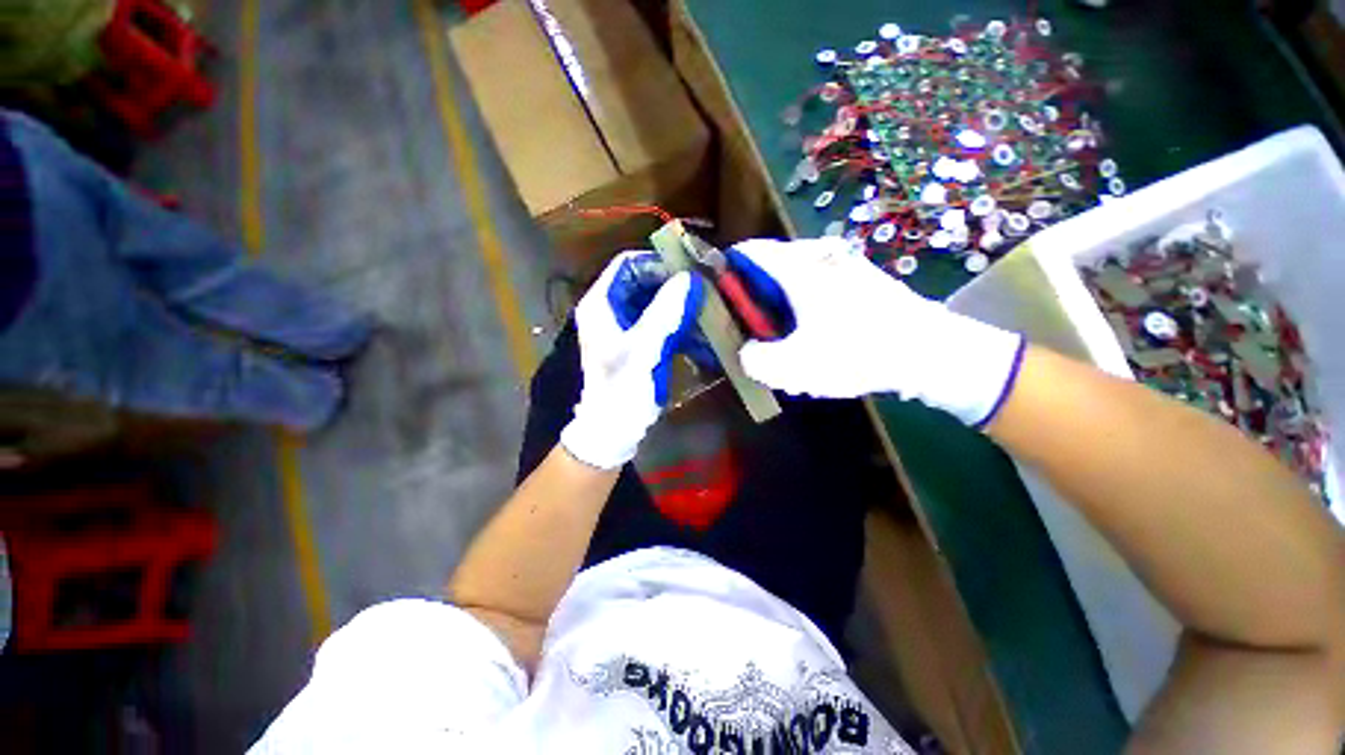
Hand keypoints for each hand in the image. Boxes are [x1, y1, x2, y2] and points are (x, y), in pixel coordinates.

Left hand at [560, 252, 703, 468]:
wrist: (613, 430)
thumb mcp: (644, 348)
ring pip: (654, 301)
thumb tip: (691, 278)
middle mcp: (610, 309)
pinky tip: (698, 329)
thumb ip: (666, 311)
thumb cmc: (622, 389)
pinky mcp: (636, 342)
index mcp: (601, 304)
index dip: (658, 263)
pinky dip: (677, 322)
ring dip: (679, 303)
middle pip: (644, 281)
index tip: (690, 270)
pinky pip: (658, 321)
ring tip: (706, 307)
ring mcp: (623, 326)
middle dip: (674, 284)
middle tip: (704, 288)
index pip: (628, 264)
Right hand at [729, 238, 1024, 426]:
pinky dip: (803, 305)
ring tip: (782, 337)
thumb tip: (747, 351)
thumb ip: (755, 360)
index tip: (719, 302)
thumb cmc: (857, 352)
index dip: (724, 273)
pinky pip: (816, 284)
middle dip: (753, 298)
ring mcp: (842, 263)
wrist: (930, 352)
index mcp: (796, 266)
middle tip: (752, 330)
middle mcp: (817, 255)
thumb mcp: (793, 366)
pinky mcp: (859, 278)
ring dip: (779, 304)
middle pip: (767, 268)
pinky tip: (813, 334)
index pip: (745, 252)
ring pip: (792, 277)